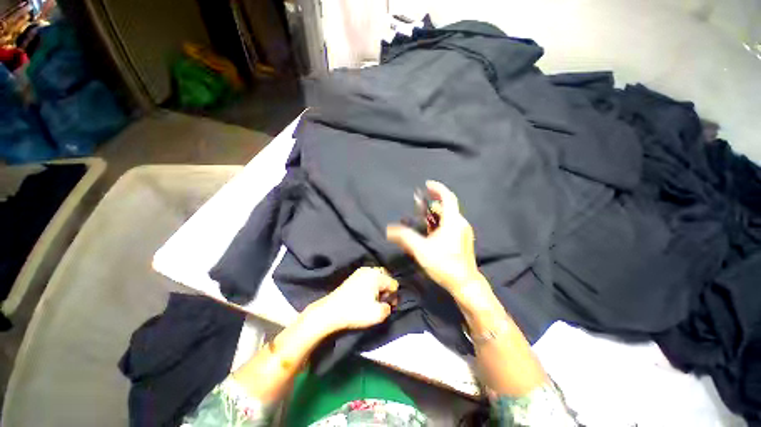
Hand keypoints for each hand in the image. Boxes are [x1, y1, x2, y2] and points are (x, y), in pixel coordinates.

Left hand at [308, 267, 398, 332]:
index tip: (389, 306)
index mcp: (377, 276)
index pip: (393, 283)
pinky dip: (370, 285)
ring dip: (378, 286)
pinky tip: (366, 296)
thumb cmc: (356, 312)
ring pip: (376, 276)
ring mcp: (359, 272)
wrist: (331, 312)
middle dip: (387, 288)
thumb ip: (389, 308)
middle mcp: (369, 269)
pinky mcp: (353, 277)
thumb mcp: (378, 314)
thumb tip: (387, 304)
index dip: (394, 296)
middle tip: (383, 300)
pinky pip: (367, 277)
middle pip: (385, 276)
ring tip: (374, 299)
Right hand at [386, 181, 482, 297]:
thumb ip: (404, 237)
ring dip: (435, 216)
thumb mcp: (421, 249)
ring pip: (449, 217)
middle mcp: (460, 223)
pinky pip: (451, 225)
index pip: (447, 197)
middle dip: (432, 205)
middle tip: (419, 207)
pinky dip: (440, 223)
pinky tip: (432, 234)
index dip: (437, 188)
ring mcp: (463, 231)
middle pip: (446, 207)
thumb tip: (389, 230)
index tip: (427, 184)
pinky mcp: (463, 239)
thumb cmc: (444, 264)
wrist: (465, 284)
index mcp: (453, 221)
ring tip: (422, 221)